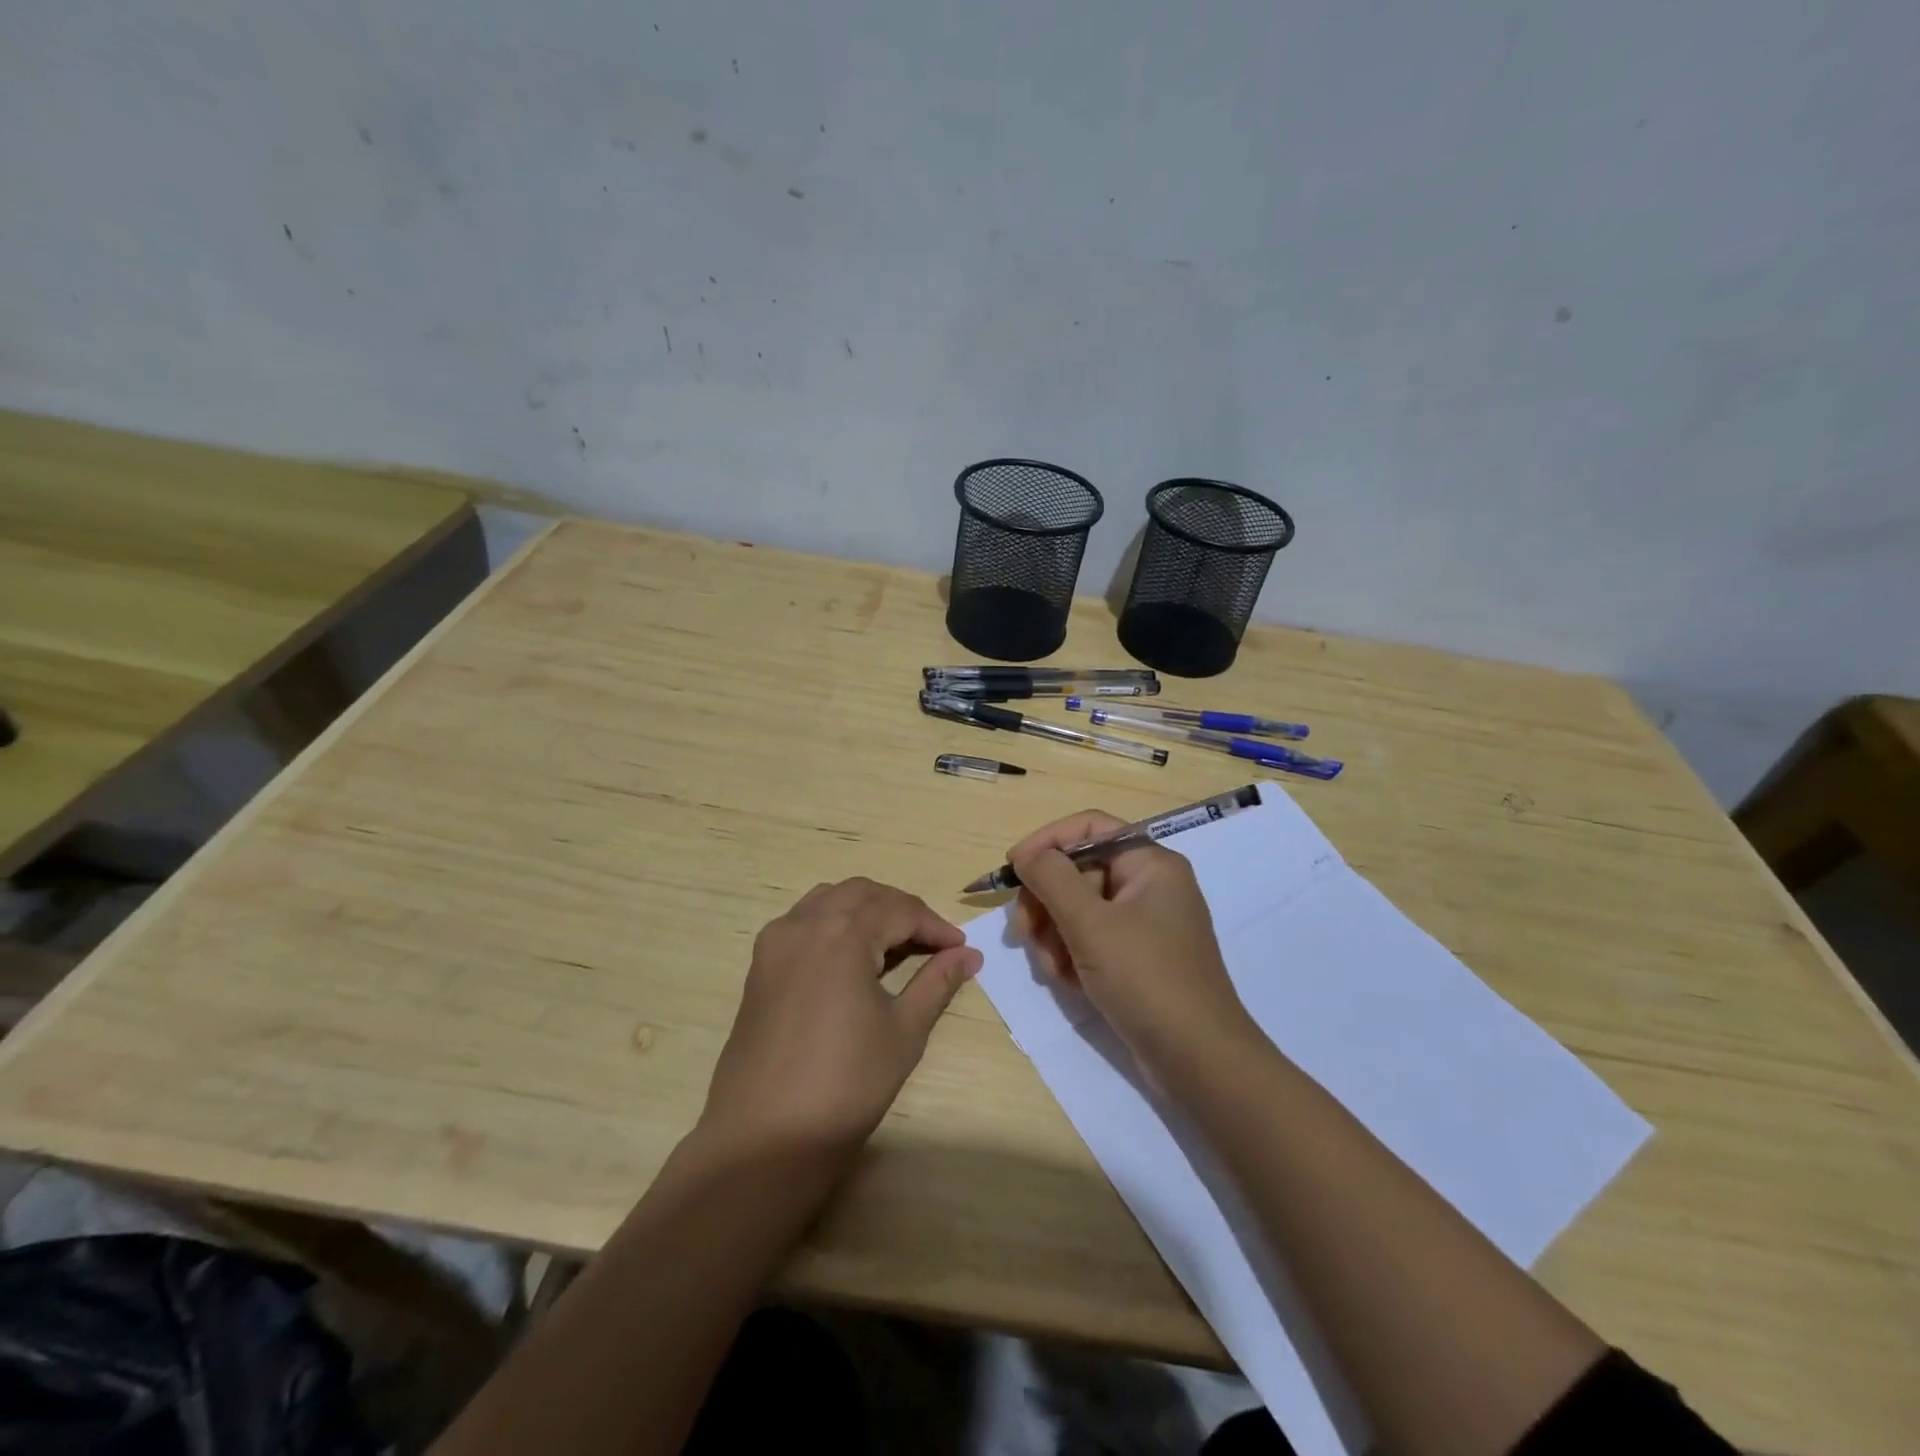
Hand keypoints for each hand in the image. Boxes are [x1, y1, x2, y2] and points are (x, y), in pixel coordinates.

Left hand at [701, 878, 981, 1160]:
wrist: (764, 1138)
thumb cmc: (845, 1084)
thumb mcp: (904, 1031)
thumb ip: (937, 982)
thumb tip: (969, 954)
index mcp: (843, 933)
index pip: (901, 910)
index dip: (935, 927)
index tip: (960, 948)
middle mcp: (805, 923)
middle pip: (863, 894)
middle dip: (902, 910)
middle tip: (931, 943)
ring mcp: (776, 942)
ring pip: (829, 899)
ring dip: (866, 910)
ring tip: (894, 944)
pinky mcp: (760, 965)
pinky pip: (803, 920)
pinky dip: (833, 922)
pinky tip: (849, 956)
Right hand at [1009, 811, 1253, 1085]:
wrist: (1198, 1060)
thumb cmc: (1146, 979)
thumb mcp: (1091, 924)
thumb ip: (1052, 879)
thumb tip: (1026, 855)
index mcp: (1150, 864)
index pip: (1089, 828)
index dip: (1047, 842)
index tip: (1012, 868)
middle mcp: (1150, 886)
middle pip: (1079, 871)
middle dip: (1046, 901)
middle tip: (1022, 932)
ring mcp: (1144, 924)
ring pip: (1079, 909)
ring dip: (1054, 934)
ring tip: (1052, 969)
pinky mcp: (1137, 958)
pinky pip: (1091, 939)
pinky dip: (1072, 955)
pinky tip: (1067, 982)